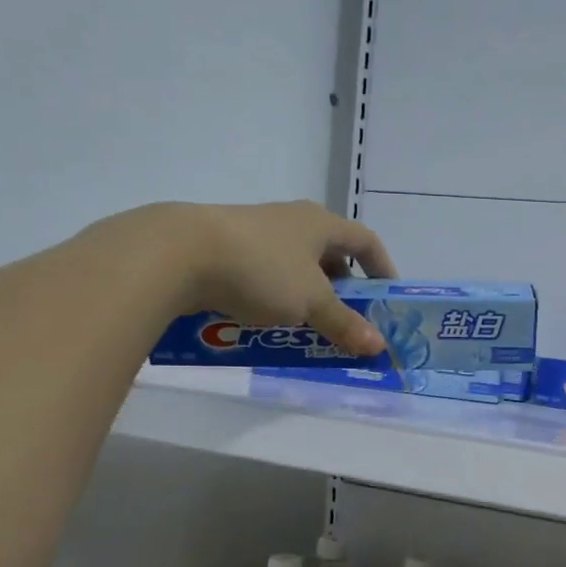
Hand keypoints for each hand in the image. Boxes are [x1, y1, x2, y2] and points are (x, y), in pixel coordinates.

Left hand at [177, 200, 397, 355]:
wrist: (177, 254)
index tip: (388, 296)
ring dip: (309, 295)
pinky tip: (269, 321)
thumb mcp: (310, 302)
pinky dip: (277, 297)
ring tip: (311, 325)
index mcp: (319, 223)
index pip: (365, 240)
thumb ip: (345, 324)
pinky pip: (265, 274)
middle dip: (344, 287)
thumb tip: (379, 346)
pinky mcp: (226, 249)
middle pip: (330, 253)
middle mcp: (291, 221)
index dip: (382, 267)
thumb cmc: (261, 269)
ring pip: (296, 266)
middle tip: (350, 318)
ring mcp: (256, 232)